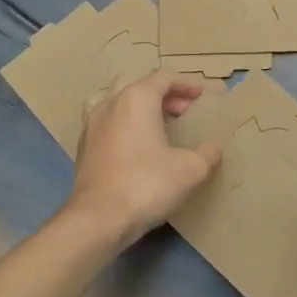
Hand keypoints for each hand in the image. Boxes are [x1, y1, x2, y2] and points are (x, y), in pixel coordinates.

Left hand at [67, 71, 221, 248]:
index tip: (203, 96)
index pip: (164, 77)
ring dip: (141, 109)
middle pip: (139, 86)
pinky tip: (138, 149)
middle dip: (164, 95)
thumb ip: (207, 153)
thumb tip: (213, 149)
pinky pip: (108, 124)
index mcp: (137, 98)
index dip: (187, 84)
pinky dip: (126, 126)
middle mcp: (111, 104)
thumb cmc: (146, 184)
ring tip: (159, 127)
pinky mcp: (83, 148)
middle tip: (183, 112)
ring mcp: (92, 125)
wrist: (97, 219)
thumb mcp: (191, 169)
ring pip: (119, 103)